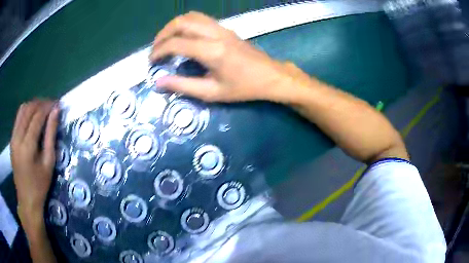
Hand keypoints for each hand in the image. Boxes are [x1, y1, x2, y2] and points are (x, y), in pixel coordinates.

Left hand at [10, 100, 58, 225]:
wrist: (27, 200)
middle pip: (29, 109)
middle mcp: (17, 138)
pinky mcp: (11, 140)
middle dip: (41, 103)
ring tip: (42, 110)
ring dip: (33, 106)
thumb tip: (56, 111)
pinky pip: (18, 118)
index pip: (37, 116)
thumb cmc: (40, 186)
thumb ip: (51, 135)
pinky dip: (26, 112)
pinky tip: (32, 118)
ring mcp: (13, 138)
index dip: (48, 107)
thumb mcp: (48, 162)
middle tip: (51, 106)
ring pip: (22, 110)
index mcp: (27, 147)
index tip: (57, 104)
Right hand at [151, 11, 305, 102]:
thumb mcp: (212, 93)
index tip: (151, 60)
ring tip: (166, 41)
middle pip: (181, 22)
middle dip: (163, 34)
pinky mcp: (225, 28)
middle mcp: (215, 34)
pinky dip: (186, 24)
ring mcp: (221, 28)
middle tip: (156, 49)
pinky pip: (201, 18)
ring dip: (174, 26)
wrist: (270, 76)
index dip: (159, 51)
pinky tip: (183, 36)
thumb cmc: (243, 88)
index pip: (176, 43)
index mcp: (211, 51)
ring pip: (191, 16)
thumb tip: (159, 83)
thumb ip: (183, 86)